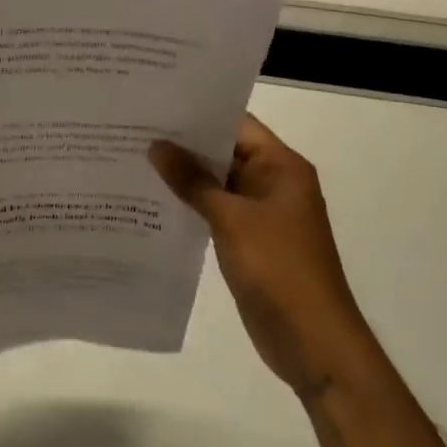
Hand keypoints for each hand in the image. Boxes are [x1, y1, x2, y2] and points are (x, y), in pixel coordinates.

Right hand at [150, 115, 373, 403]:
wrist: (313, 342)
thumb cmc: (278, 268)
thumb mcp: (231, 219)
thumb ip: (193, 180)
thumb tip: (156, 146)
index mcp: (282, 166)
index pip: (236, 124)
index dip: (198, 113)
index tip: (155, 105)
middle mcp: (274, 182)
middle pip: (225, 152)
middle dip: (184, 144)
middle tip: (134, 130)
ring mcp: (263, 214)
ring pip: (218, 183)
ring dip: (184, 176)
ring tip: (134, 159)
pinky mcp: (250, 241)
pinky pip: (217, 212)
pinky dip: (191, 205)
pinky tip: (153, 201)